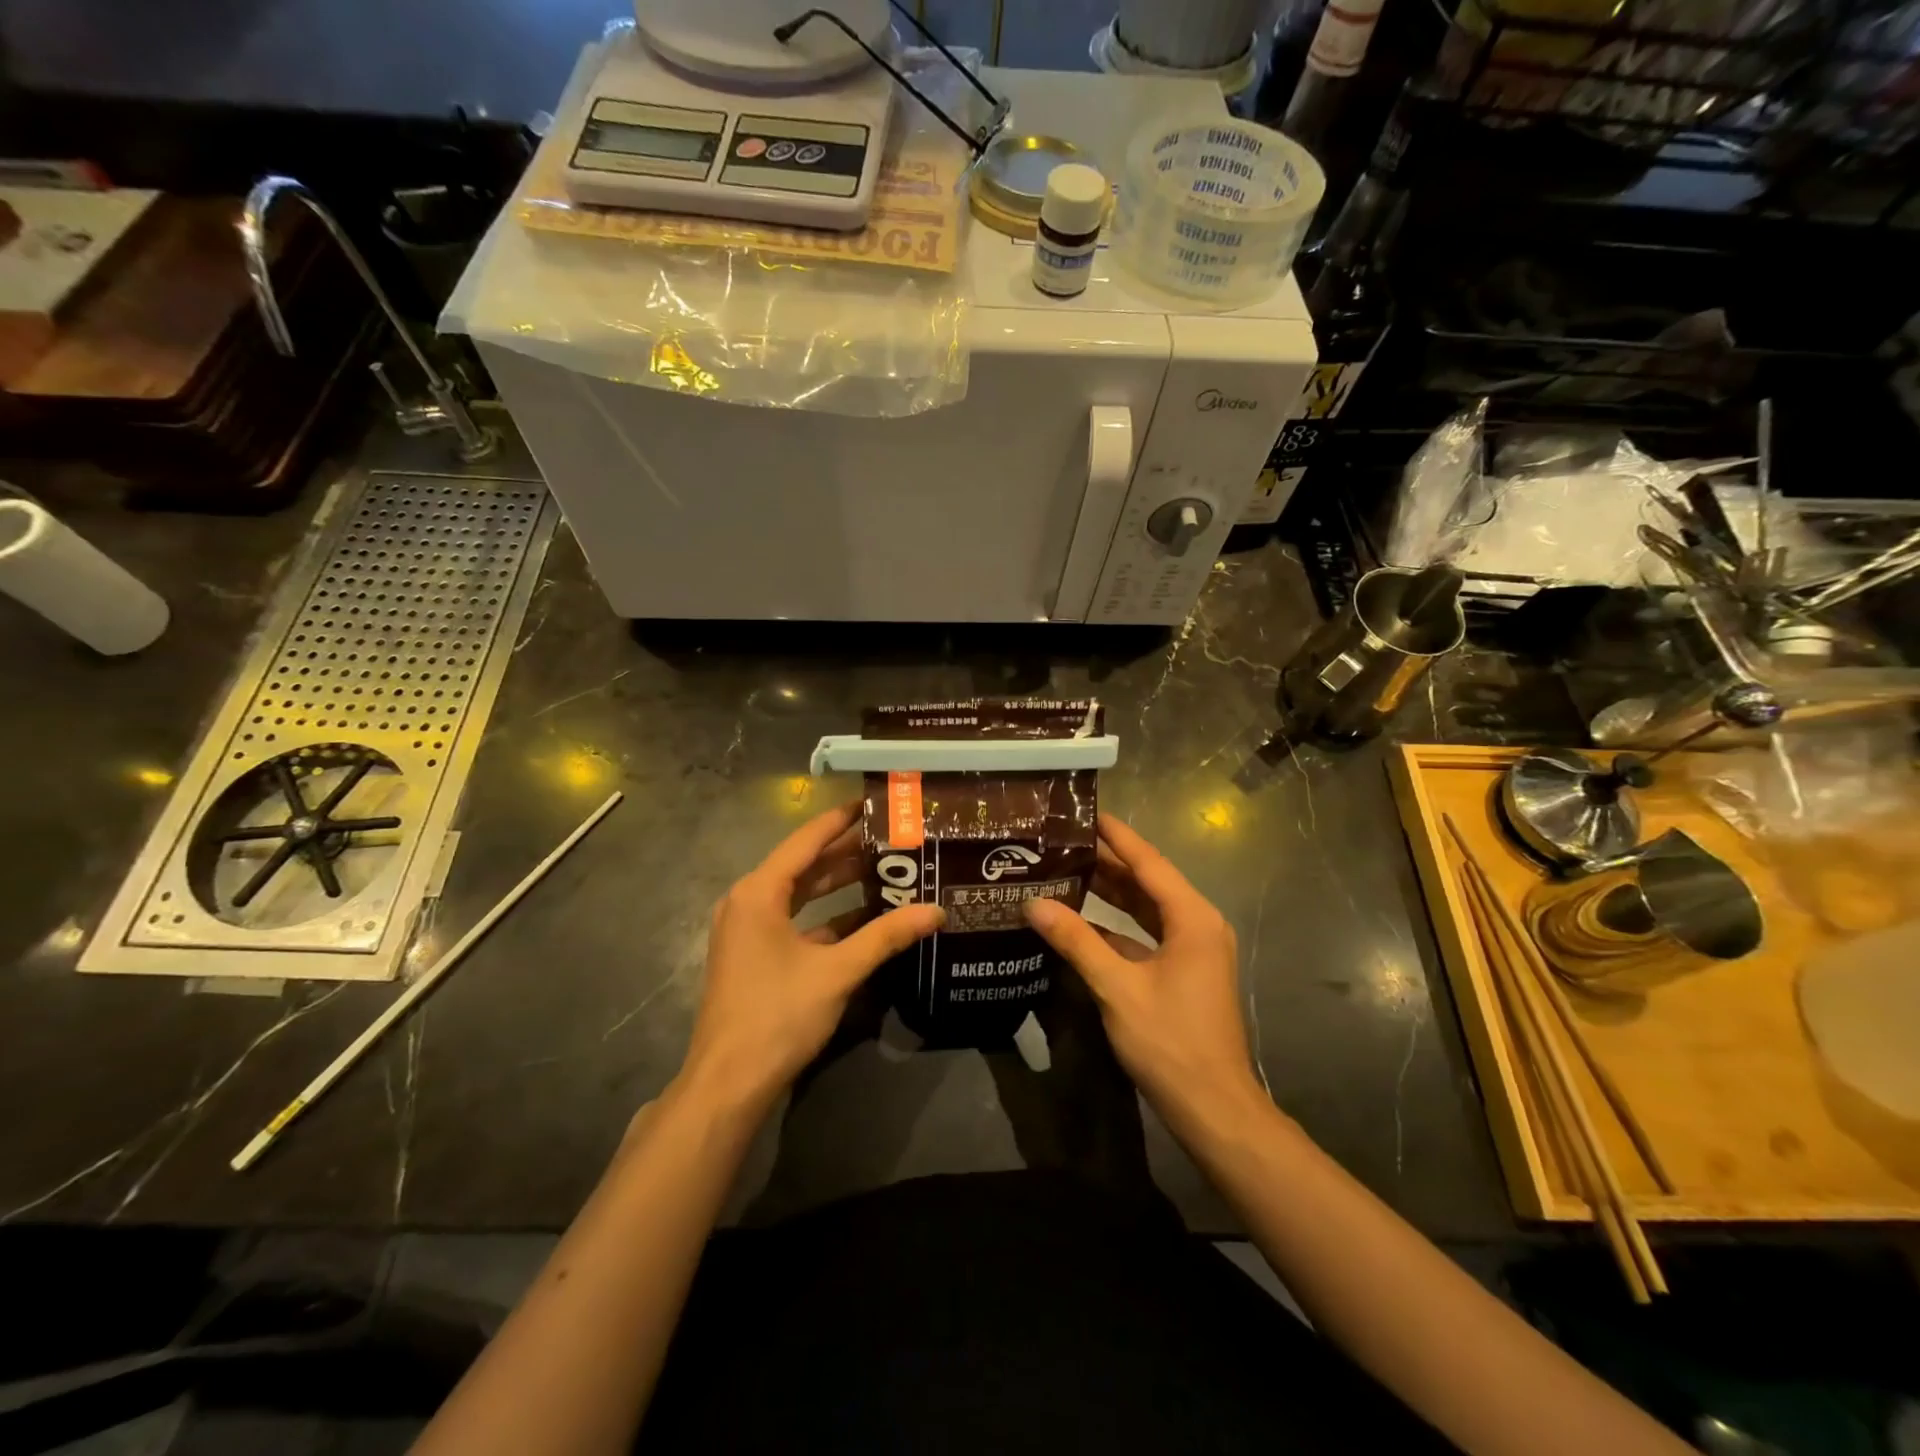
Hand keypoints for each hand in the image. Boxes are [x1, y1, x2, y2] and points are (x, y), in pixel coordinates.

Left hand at [677, 802, 943, 1115]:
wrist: (728, 1083)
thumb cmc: (778, 1015)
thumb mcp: (837, 971)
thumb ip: (886, 936)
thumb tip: (936, 911)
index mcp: (759, 892)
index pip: (805, 840)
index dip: (840, 820)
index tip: (872, 801)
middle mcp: (748, 902)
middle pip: (803, 865)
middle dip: (845, 852)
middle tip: (891, 837)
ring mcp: (747, 930)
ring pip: (799, 894)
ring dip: (837, 884)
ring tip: (884, 869)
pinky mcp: (753, 955)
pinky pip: (794, 920)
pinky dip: (825, 916)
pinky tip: (863, 917)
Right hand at [1025, 813, 1265, 1129]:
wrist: (1213, 1108)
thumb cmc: (1170, 1041)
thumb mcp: (1117, 988)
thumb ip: (1076, 941)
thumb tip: (1034, 903)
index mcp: (1191, 918)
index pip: (1149, 862)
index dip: (1117, 836)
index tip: (1087, 811)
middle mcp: (1197, 924)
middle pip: (1148, 882)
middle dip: (1108, 862)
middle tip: (1064, 841)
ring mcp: (1193, 949)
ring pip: (1146, 909)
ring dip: (1111, 893)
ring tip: (1067, 869)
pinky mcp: (1184, 971)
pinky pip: (1147, 934)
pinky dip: (1117, 925)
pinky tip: (1082, 921)